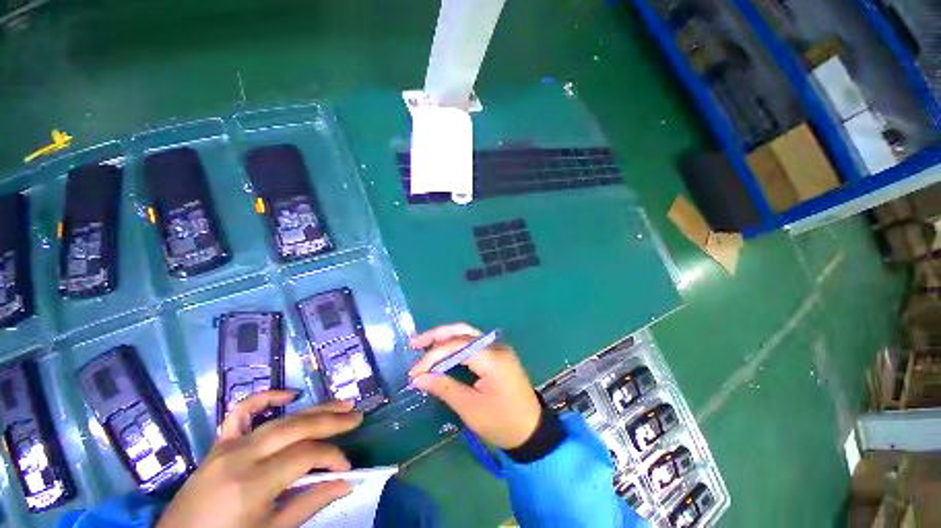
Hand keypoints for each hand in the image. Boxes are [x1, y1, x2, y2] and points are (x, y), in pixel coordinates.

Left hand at [157, 391, 362, 527]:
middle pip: (297, 428)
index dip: (332, 456)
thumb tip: (347, 482)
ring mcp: (227, 446)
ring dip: (314, 408)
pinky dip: (266, 398)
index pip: (305, 455)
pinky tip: (290, 395)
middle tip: (357, 416)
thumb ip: (309, 503)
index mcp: (252, 484)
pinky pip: (241, 411)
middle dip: (332, 420)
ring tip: (341, 403)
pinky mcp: (218, 444)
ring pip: (280, 419)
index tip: (347, 467)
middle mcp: (241, 457)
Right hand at [408, 323, 541, 449]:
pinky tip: (443, 351)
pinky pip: (473, 343)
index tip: (415, 372)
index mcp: (492, 358)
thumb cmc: (502, 423)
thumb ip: (444, 387)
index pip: (457, 346)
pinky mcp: (497, 354)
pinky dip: (455, 345)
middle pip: (462, 331)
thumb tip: (418, 378)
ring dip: (445, 337)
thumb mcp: (470, 408)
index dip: (433, 356)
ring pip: (467, 334)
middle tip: (415, 343)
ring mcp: (498, 348)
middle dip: (437, 335)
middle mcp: (496, 346)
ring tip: (424, 344)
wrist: (532, 430)